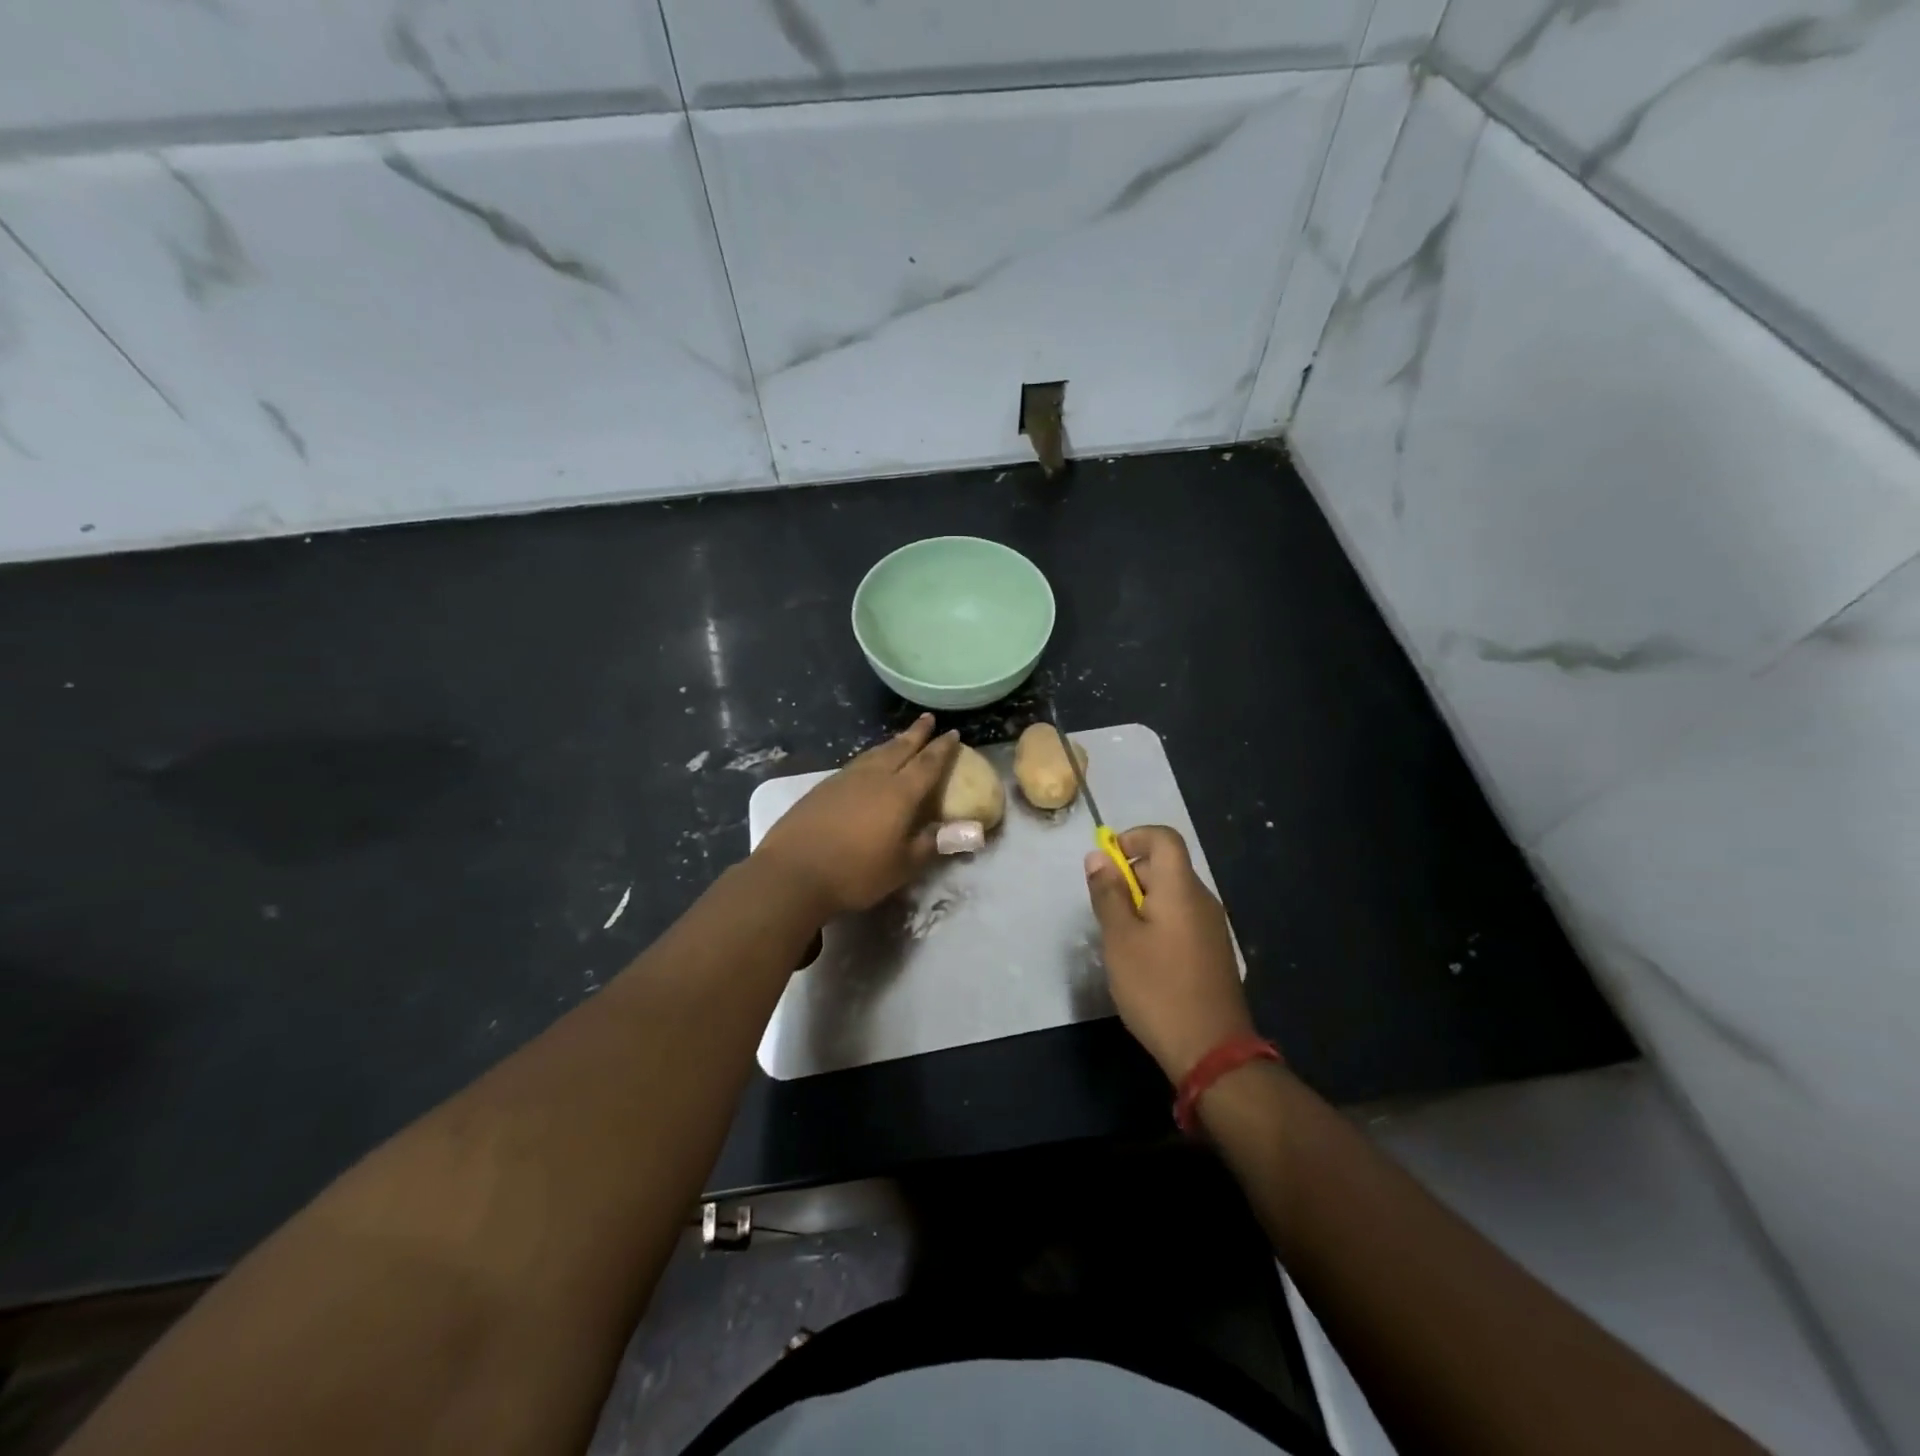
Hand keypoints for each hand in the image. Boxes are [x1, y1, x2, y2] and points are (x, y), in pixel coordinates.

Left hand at [754, 714, 960, 918]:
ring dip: (892, 743)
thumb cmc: (856, 872)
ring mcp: (845, 779)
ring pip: (875, 753)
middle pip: (900, 748)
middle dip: (916, 734)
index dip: (942, 749)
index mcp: (900, 793)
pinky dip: (870, 758)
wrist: (793, 872)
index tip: (953, 734)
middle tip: (928, 719)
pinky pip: (856, 764)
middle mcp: (874, 777)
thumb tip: (971, 831)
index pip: (928, 764)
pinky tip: (866, 764)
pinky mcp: (823, 788)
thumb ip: (934, 843)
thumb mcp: (903, 865)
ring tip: (901, 738)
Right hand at [1085, 825, 1254, 1082]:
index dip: (1133, 838)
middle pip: (1166, 866)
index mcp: (1180, 888)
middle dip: (1130, 876)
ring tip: (1119, 939)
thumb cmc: (1157, 988)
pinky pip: (1181, 919)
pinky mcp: (1213, 952)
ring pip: (1172, 896)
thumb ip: (1108, 893)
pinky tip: (1143, 960)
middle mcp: (1202, 899)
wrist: (1211, 1050)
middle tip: (1104, 911)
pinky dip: (1157, 924)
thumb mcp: (1119, 938)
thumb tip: (1098, 856)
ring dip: (1141, 903)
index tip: (1106, 863)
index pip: (1164, 838)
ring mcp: (1212, 927)